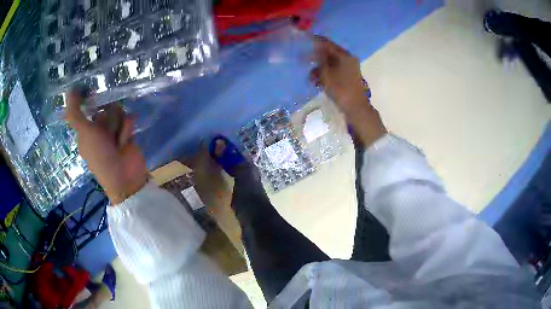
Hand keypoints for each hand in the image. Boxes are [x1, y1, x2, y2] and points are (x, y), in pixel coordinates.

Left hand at [65, 93, 146, 204]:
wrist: (123, 176)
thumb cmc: (100, 156)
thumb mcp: (84, 133)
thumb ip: (76, 113)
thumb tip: (69, 90)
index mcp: (86, 130)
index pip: (87, 106)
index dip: (89, 100)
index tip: (92, 93)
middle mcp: (98, 129)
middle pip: (105, 107)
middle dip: (108, 118)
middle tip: (106, 133)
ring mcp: (113, 131)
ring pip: (118, 112)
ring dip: (118, 125)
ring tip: (118, 141)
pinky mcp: (126, 133)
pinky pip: (128, 120)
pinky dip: (127, 129)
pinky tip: (126, 141)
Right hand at [310, 36, 386, 146]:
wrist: (355, 108)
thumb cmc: (341, 89)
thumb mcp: (326, 73)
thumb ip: (319, 60)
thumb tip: (313, 49)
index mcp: (345, 55)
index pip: (327, 44)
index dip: (315, 42)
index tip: (303, 41)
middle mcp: (348, 59)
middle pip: (329, 53)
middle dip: (316, 57)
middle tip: (303, 61)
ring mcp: (349, 68)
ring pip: (331, 63)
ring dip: (319, 68)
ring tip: (310, 77)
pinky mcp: (348, 77)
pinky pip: (334, 71)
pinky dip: (325, 74)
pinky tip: (317, 82)